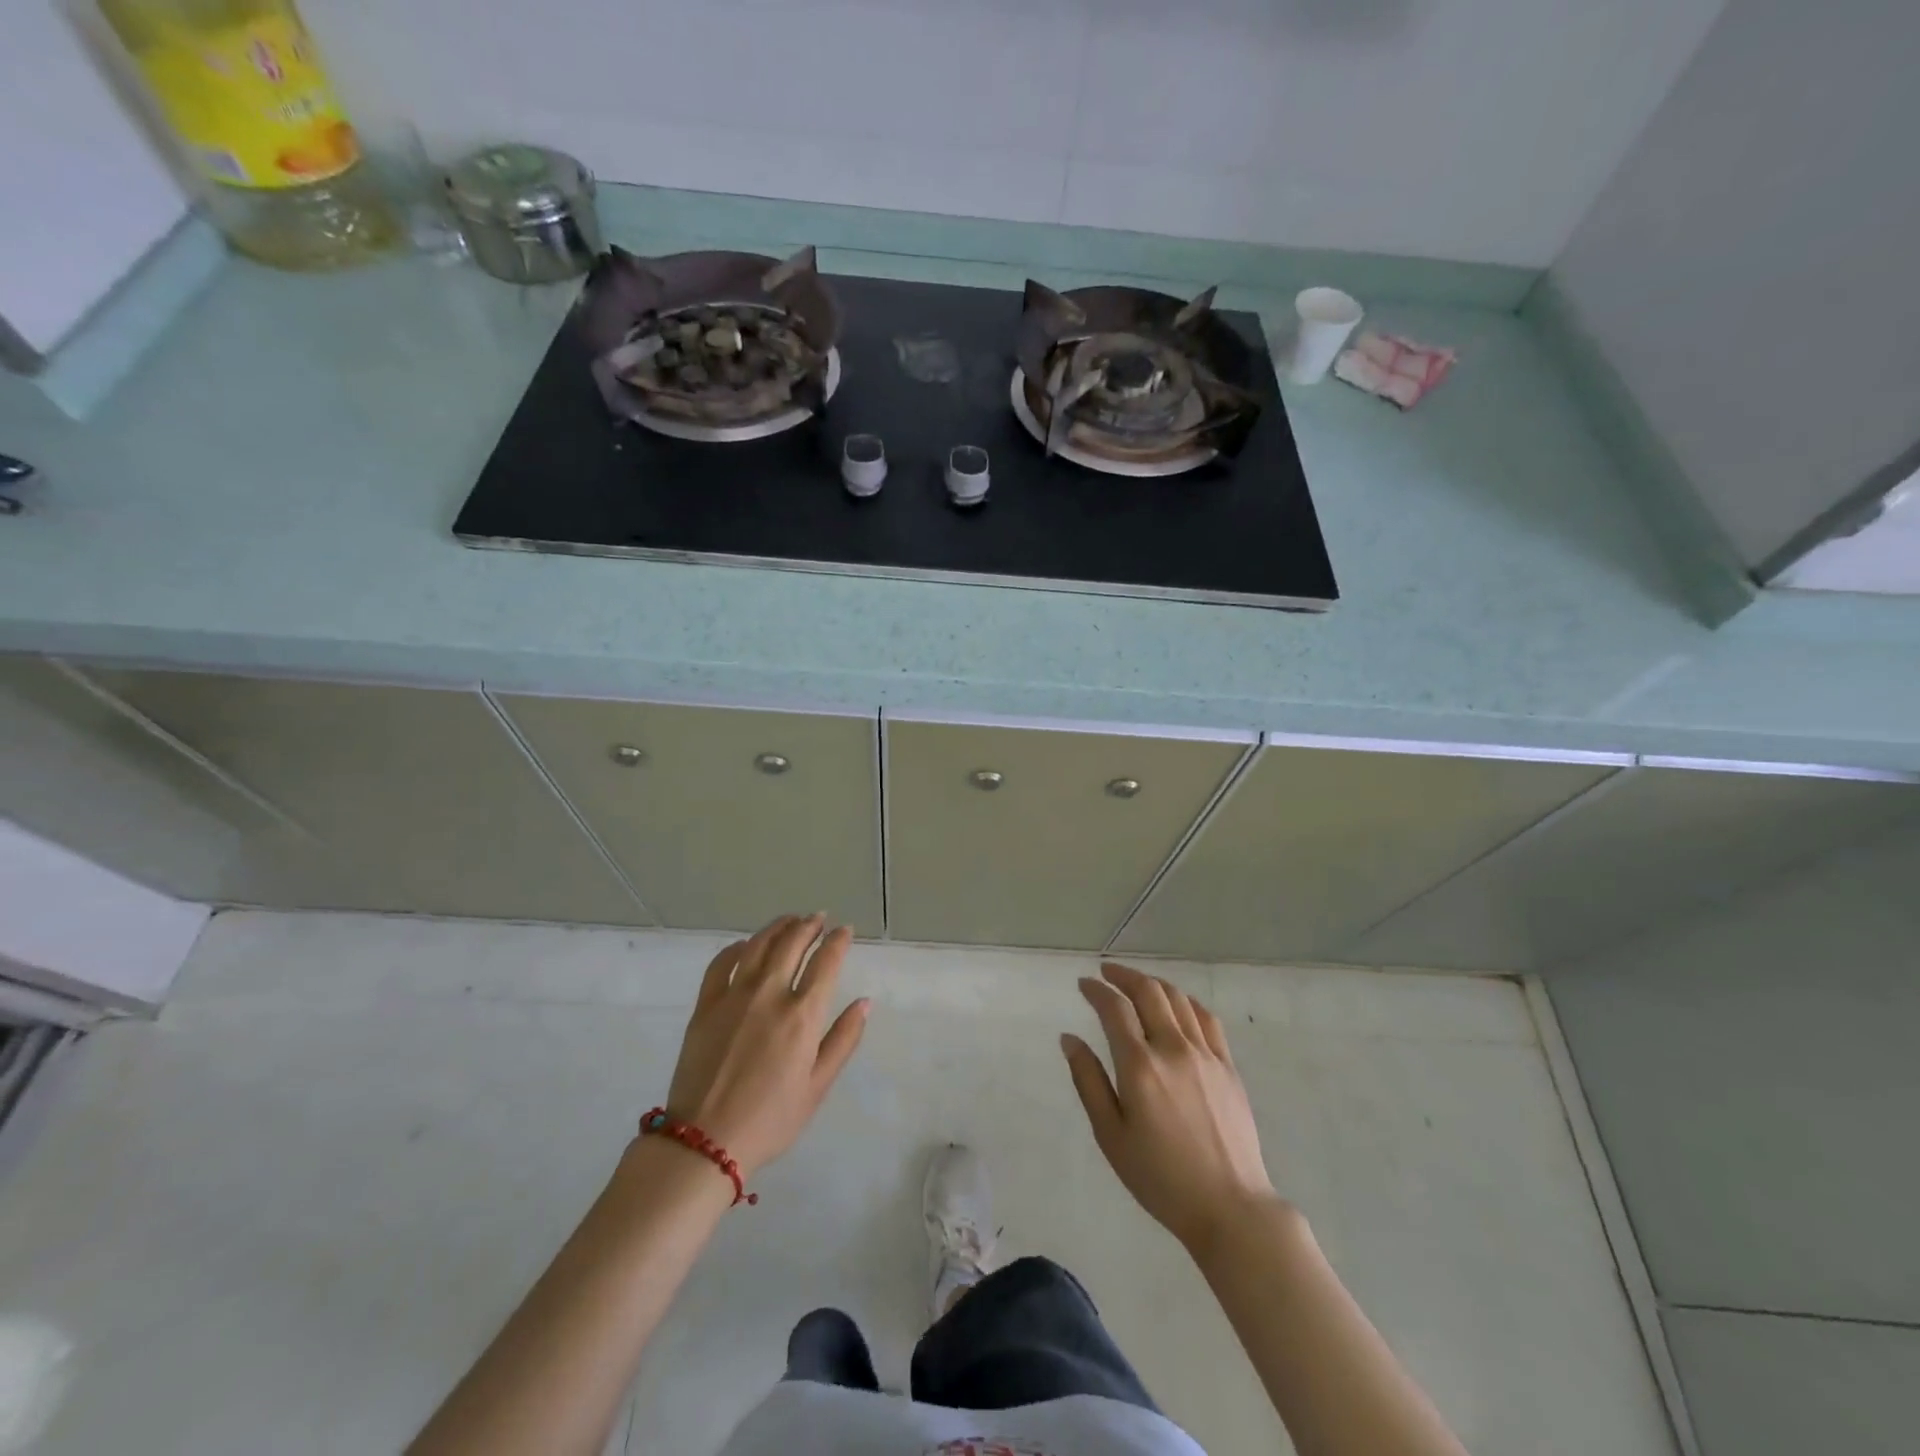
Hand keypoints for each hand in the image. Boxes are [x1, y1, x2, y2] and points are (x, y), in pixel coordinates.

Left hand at [664, 914, 869, 1179]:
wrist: (705, 1142)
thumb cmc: (771, 1119)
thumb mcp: (817, 1086)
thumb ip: (843, 1040)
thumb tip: (864, 1002)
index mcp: (802, 1015)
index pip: (826, 962)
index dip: (838, 941)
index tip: (845, 930)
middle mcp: (770, 994)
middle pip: (792, 944)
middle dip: (809, 925)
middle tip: (819, 917)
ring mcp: (734, 996)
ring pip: (759, 945)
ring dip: (778, 927)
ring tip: (790, 920)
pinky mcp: (706, 1005)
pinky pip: (722, 963)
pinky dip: (737, 947)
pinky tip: (746, 945)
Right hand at [1063, 962, 1276, 1252]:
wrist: (1230, 1207)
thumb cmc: (1160, 1178)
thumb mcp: (1111, 1136)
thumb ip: (1089, 1081)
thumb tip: (1069, 1039)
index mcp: (1140, 1066)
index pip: (1114, 1009)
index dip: (1096, 990)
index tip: (1084, 984)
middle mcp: (1173, 1049)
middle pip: (1148, 992)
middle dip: (1123, 976)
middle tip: (1106, 973)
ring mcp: (1205, 1054)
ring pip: (1177, 999)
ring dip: (1152, 983)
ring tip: (1137, 984)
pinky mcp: (1228, 1066)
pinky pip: (1206, 1018)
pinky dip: (1186, 1001)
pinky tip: (1177, 1004)